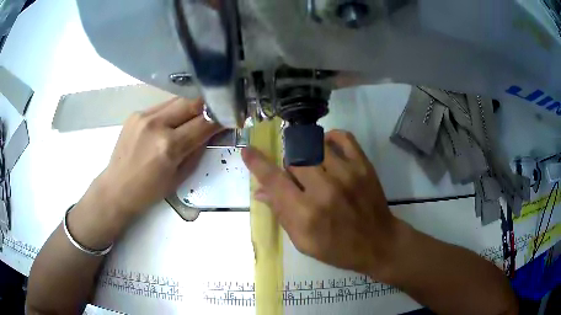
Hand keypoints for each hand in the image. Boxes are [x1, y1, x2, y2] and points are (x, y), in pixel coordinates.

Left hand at [95, 97, 220, 216]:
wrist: (117, 188)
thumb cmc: (149, 191)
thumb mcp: (180, 177)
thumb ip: (197, 151)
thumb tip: (212, 132)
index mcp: (169, 146)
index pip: (203, 123)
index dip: (220, 118)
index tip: (230, 116)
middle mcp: (156, 125)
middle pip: (191, 103)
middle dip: (208, 105)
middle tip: (216, 110)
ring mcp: (144, 116)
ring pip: (176, 101)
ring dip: (190, 107)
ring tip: (196, 115)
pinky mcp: (136, 114)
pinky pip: (162, 106)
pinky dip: (173, 111)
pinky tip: (173, 121)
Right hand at [242, 130, 400, 279]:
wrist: (378, 243)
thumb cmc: (338, 249)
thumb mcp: (303, 242)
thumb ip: (281, 214)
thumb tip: (260, 192)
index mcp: (305, 214)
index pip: (273, 181)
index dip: (257, 163)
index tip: (247, 151)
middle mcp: (324, 190)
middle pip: (293, 159)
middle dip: (289, 166)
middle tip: (298, 178)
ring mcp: (346, 174)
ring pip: (313, 146)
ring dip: (306, 153)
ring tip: (313, 166)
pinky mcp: (363, 166)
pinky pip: (342, 137)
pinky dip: (330, 137)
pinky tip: (326, 148)